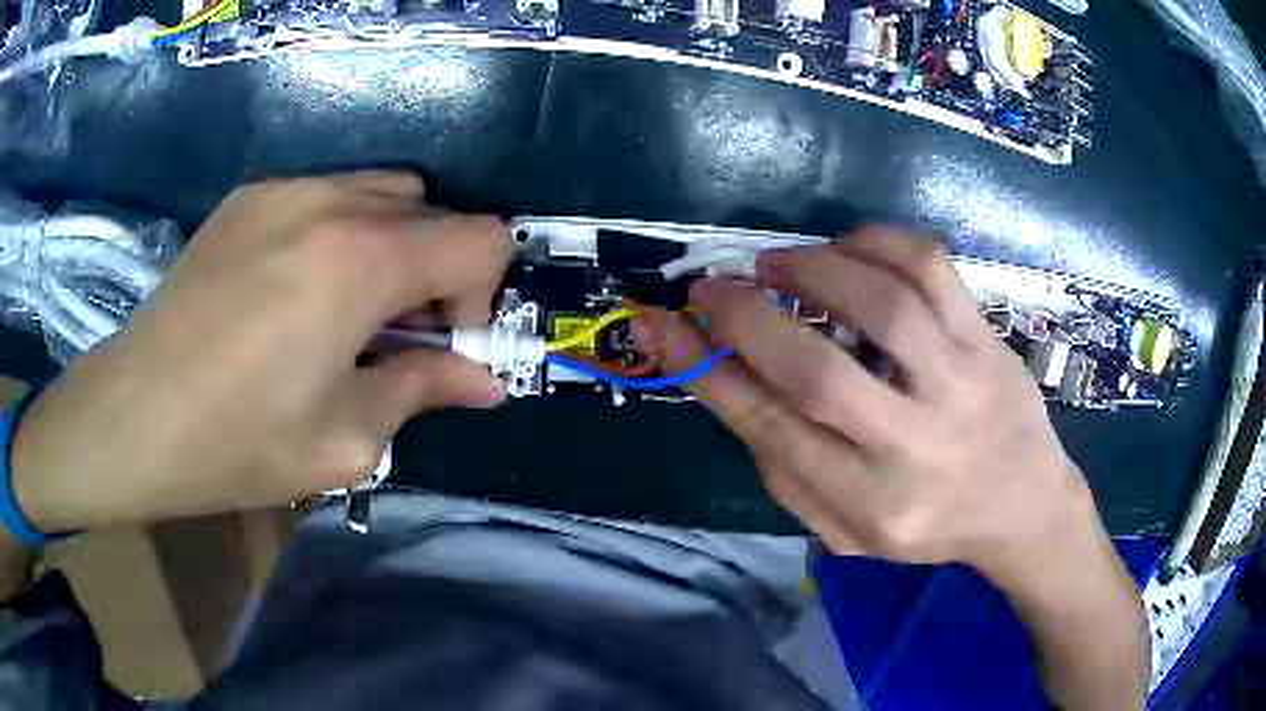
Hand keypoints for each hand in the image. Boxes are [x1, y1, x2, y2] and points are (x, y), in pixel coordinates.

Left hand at [11, 172, 510, 531]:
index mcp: (363, 260)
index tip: (441, 344)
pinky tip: (294, 289)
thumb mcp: (346, 440)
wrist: (133, 415)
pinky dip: (340, 231)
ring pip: (382, 191)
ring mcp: (285, 189)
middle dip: (435, 271)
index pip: (482, 238)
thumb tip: (484, 382)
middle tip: (393, 335)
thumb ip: (424, 391)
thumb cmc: (238, 442)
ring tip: (346, 307)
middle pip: (433, 211)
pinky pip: (326, 194)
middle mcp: (333, 202)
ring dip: (391, 244)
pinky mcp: (249, 197)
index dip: (482, 293)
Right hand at [639, 226, 1147, 707]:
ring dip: (812, 269)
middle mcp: (914, 448)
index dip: (710, 371)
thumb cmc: (929, 525)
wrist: (1024, 505)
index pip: (772, 432)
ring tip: (776, 263)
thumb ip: (784, 469)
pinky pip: (932, 268)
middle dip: (746, 319)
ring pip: (882, 305)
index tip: (668, 328)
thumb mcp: (845, 532)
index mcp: (868, 506)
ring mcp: (959, 385)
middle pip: (818, 373)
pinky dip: (878, 241)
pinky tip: (847, 246)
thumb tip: (728, 380)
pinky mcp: (987, 340)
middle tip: (710, 287)